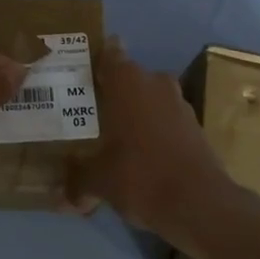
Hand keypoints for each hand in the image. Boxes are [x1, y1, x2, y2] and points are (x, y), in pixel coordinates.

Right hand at [66, 42, 238, 253]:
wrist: (200, 205)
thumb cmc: (140, 175)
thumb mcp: (99, 181)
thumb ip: (77, 181)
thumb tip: (59, 198)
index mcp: (127, 81)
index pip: (108, 53)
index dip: (95, 59)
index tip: (80, 71)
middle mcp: (155, 83)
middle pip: (128, 78)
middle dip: (112, 92)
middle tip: (88, 109)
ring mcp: (179, 104)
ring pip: (149, 99)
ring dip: (134, 112)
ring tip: (111, 135)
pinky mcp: (195, 128)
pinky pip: (165, 121)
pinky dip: (153, 132)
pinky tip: (138, 155)